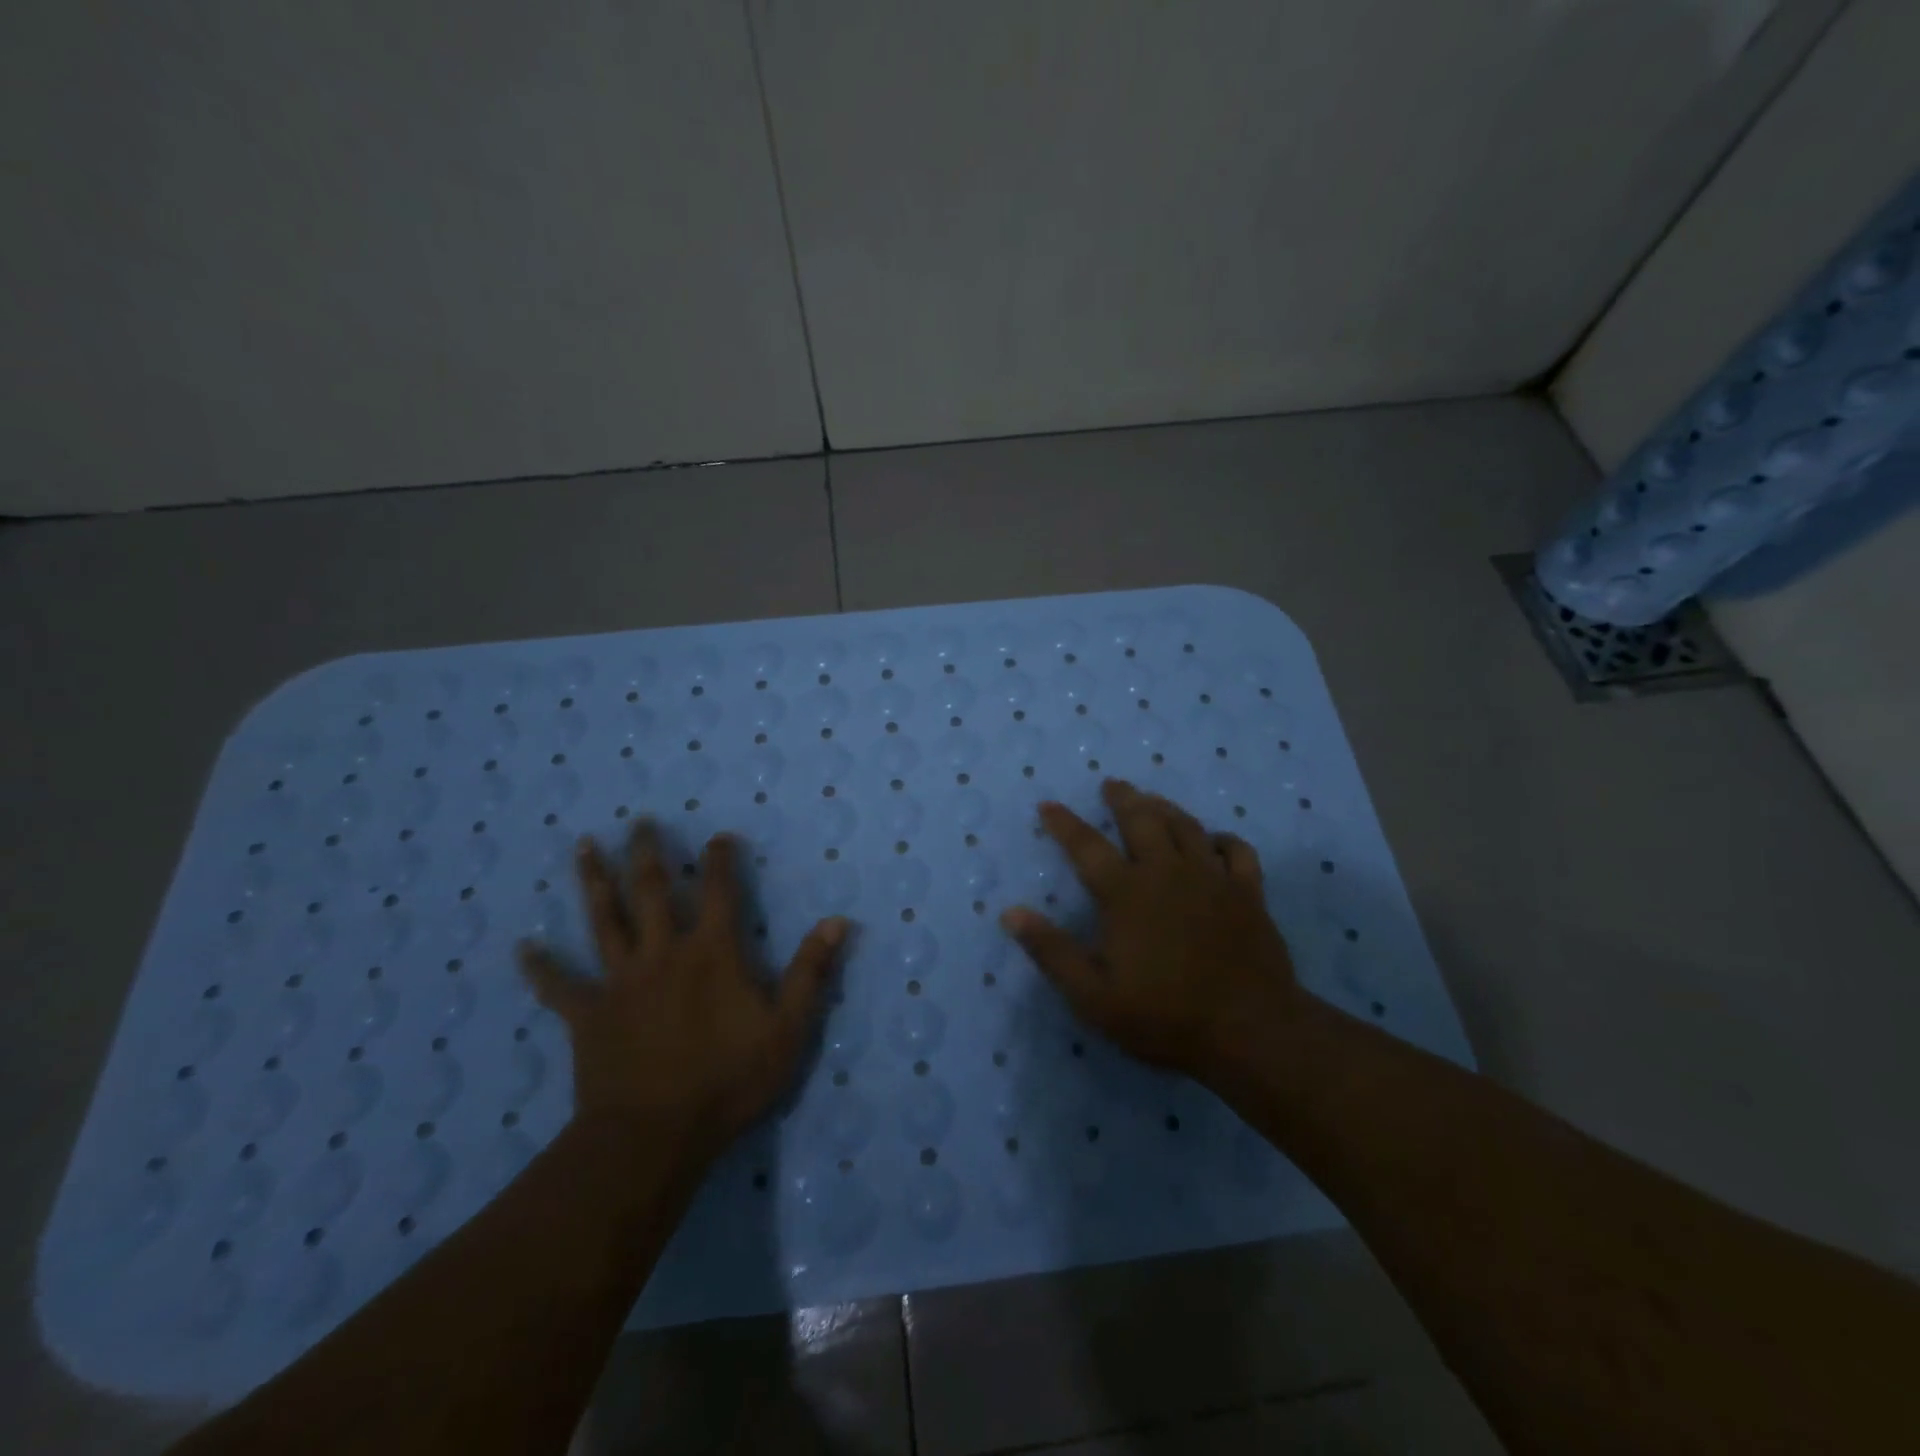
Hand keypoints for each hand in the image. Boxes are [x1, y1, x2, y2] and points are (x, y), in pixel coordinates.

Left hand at [517, 821, 848, 1154]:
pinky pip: (559, 985)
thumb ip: (811, 972)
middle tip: (639, 821)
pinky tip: (523, 947)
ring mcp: (620, 981)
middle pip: (651, 890)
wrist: (653, 1136)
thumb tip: (837, 921)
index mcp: (712, 952)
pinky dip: (541, 966)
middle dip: (647, 852)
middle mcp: (663, 953)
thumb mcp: (787, 1029)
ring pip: (604, 920)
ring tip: (583, 845)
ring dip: (593, 881)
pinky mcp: (588, 1014)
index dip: (720, 860)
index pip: (719, 892)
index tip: (718, 836)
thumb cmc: (727, 1081)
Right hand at [1002, 779, 1302, 1084]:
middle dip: (1123, 799)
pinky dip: (1223, 839)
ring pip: (1186, 826)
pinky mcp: (1248, 893)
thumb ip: (1051, 951)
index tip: (1048, 805)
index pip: (1086, 847)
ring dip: (1165, 808)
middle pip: (1142, 820)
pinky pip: (1237, 851)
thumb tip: (1010, 913)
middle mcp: (1167, 873)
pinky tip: (1215, 840)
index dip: (1064, 824)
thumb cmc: (1164, 1016)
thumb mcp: (1092, 995)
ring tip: (1152, 800)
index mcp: (1126, 894)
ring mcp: (1212, 879)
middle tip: (1112, 784)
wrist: (1250, 1030)